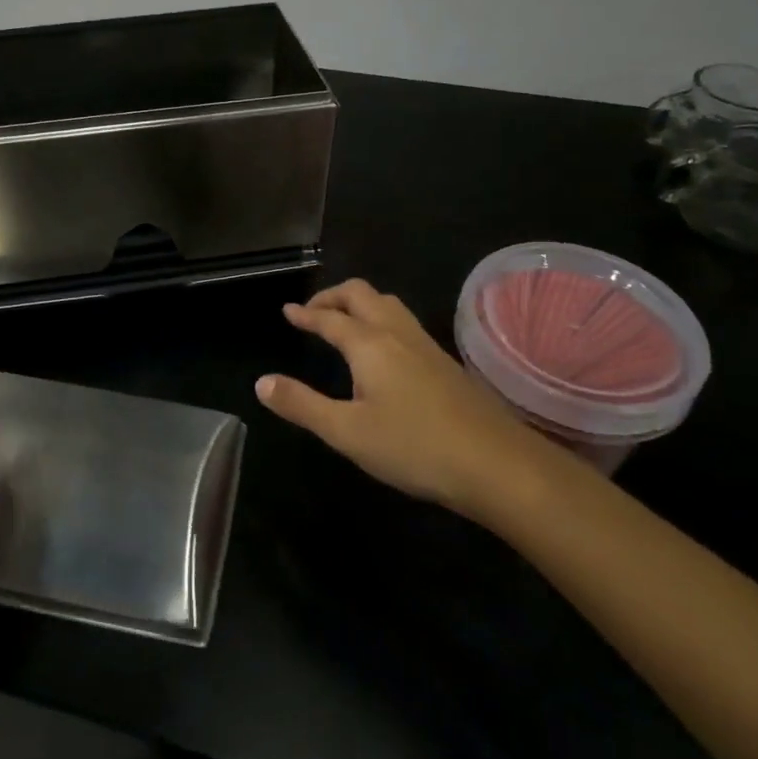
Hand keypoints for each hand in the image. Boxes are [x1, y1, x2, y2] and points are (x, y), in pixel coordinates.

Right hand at [256, 279, 540, 513]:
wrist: (497, 464)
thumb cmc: (414, 447)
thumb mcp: (346, 432)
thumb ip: (301, 405)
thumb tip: (261, 382)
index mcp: (369, 344)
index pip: (330, 318)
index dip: (306, 313)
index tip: (288, 311)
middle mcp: (397, 334)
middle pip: (362, 295)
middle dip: (333, 296)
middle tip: (312, 312)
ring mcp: (426, 345)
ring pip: (389, 305)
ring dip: (361, 304)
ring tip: (345, 323)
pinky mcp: (446, 363)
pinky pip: (405, 323)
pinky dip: (381, 320)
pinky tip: (384, 352)